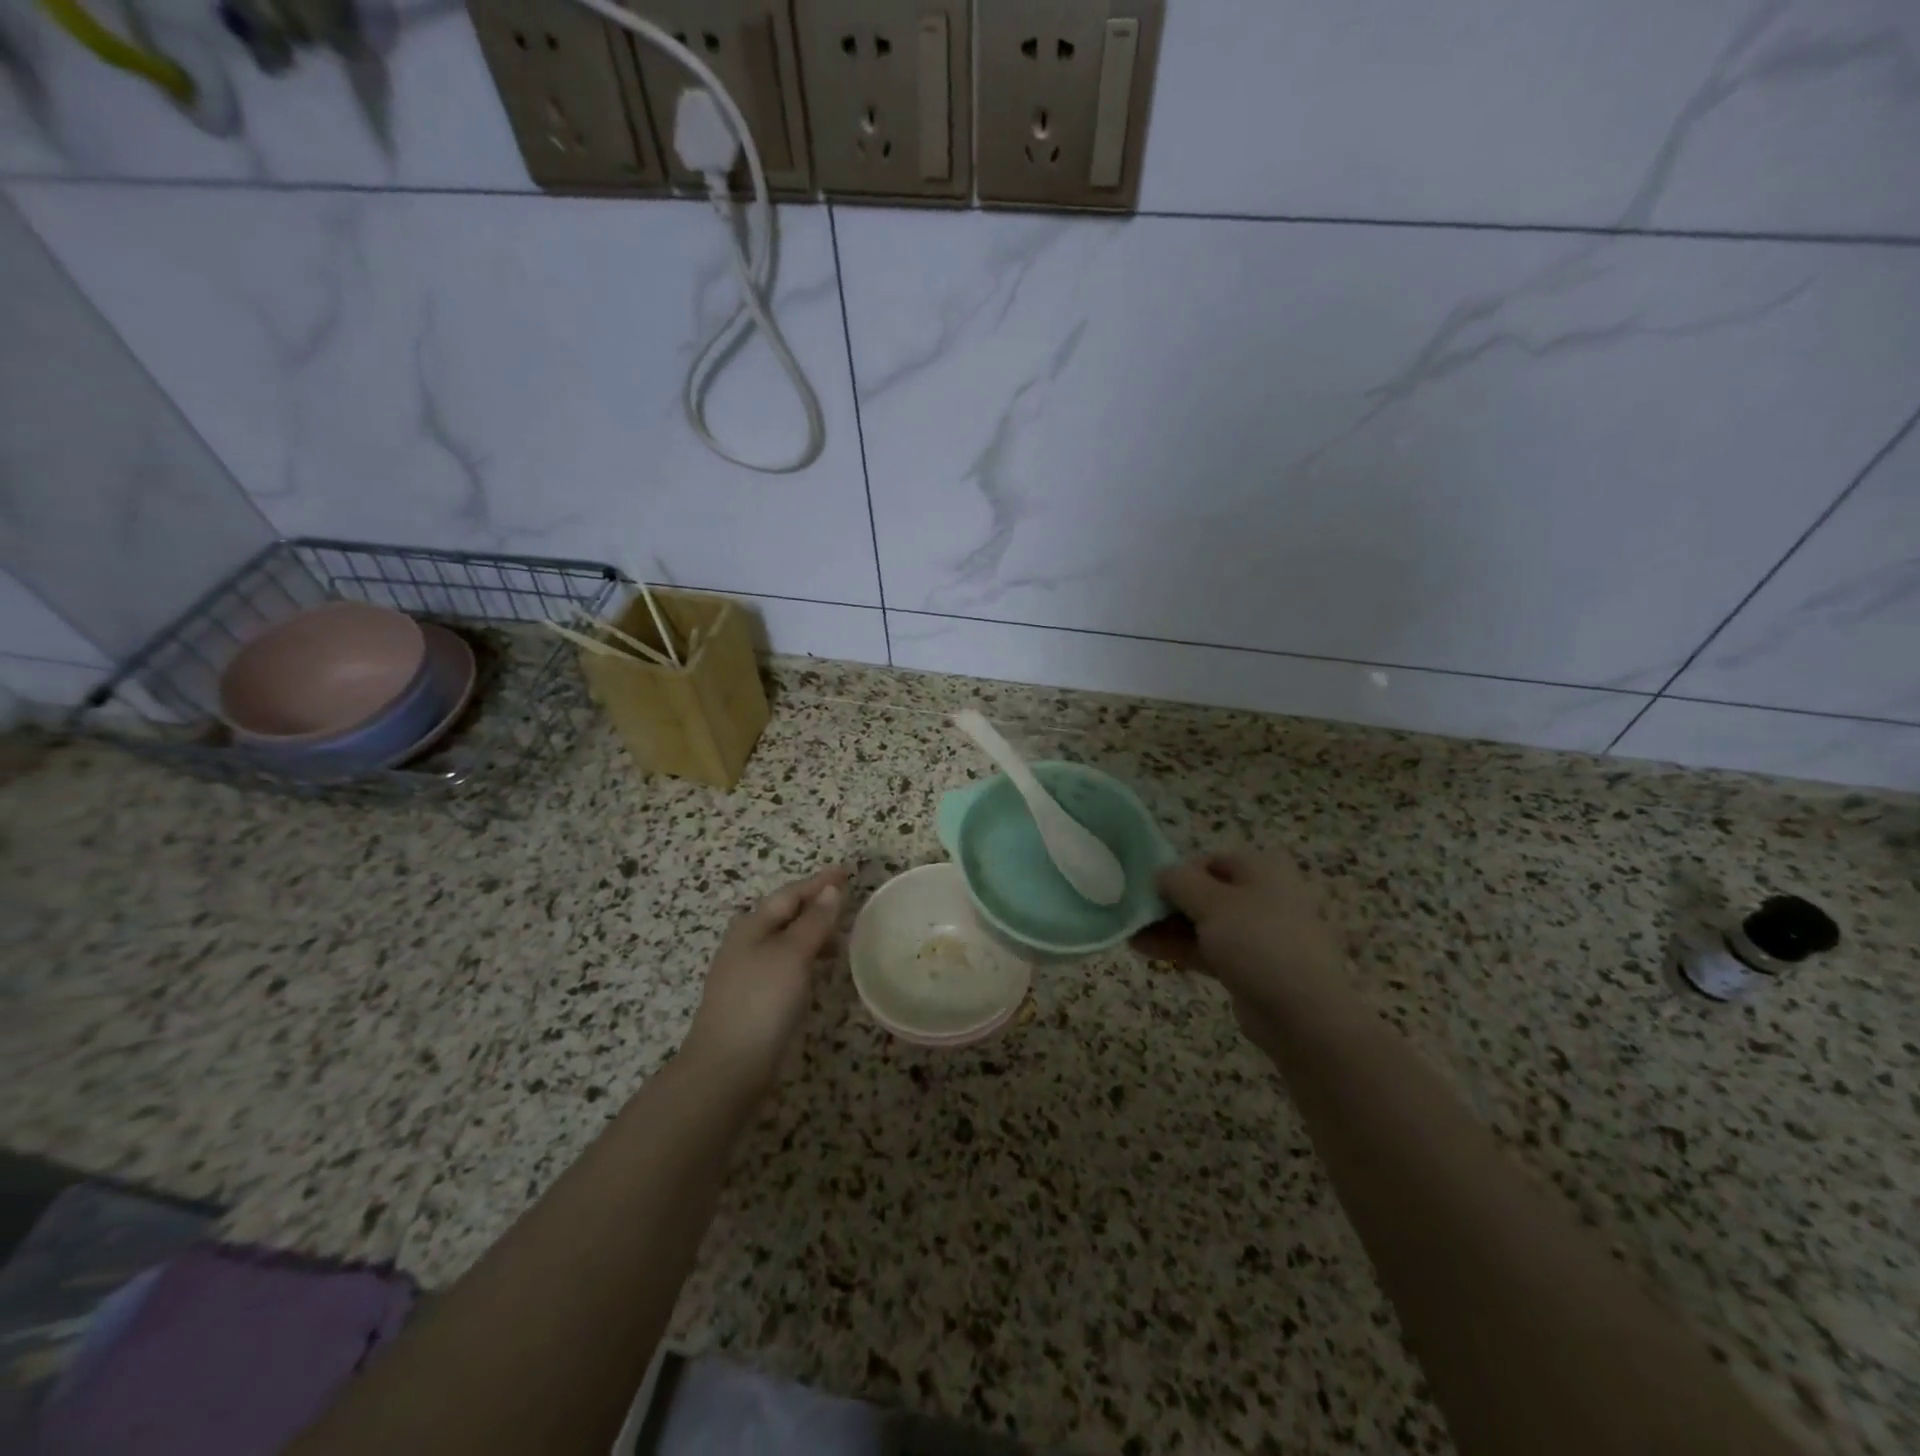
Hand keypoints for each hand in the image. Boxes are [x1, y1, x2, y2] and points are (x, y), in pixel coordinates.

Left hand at [683, 865, 848, 1090]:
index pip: (790, 894)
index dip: (819, 882)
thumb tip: (830, 889)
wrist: (728, 1067)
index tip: (847, 871)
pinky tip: (821, 971)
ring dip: (813, 933)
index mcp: (752, 926)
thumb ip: (814, 921)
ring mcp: (749, 974)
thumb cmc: (762, 1000)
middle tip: (847, 901)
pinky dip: (807, 959)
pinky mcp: (755, 1000)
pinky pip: (787, 966)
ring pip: (786, 941)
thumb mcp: (793, 954)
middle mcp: (747, 944)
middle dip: (815, 905)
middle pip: (785, 915)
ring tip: (842, 937)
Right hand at [1132, 852, 1348, 1045]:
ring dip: (1169, 927)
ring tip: (1131, 934)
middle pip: (1208, 893)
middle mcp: (1265, 898)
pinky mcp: (1252, 968)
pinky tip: (1147, 951)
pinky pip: (1212, 950)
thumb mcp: (1211, 903)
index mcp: (1263, 871)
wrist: (1301, 1013)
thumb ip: (1179, 882)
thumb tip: (1160, 873)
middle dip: (1170, 903)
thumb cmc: (1257, 942)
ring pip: (1207, 924)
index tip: (1152, 890)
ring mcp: (1260, 936)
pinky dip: (1182, 948)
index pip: (1212, 861)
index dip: (1180, 872)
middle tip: (1136, 914)